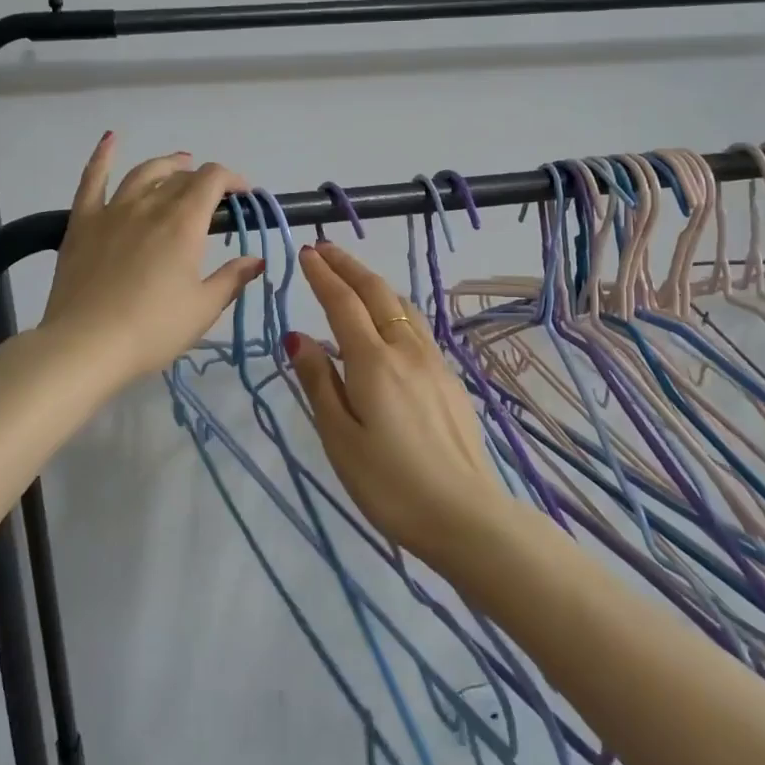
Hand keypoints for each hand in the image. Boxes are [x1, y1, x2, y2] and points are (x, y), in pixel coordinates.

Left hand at [41, 135, 263, 385]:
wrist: (86, 345)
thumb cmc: (153, 330)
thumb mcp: (203, 309)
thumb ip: (232, 279)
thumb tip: (256, 260)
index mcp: (183, 224)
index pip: (212, 180)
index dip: (232, 180)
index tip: (243, 196)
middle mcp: (150, 206)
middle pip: (181, 178)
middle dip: (203, 181)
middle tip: (213, 200)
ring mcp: (113, 211)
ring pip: (144, 173)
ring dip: (166, 165)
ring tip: (179, 164)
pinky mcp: (83, 222)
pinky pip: (92, 179)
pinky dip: (103, 156)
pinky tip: (111, 139)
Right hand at [286, 241, 511, 575]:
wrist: (466, 516)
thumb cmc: (390, 485)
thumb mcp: (341, 439)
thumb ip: (320, 382)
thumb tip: (298, 337)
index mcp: (374, 363)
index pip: (342, 304)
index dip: (323, 275)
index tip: (305, 252)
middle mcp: (407, 351)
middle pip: (377, 293)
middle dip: (349, 266)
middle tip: (324, 248)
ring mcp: (434, 363)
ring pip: (403, 306)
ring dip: (374, 283)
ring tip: (353, 276)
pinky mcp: (450, 380)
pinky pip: (417, 328)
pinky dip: (393, 308)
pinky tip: (388, 320)